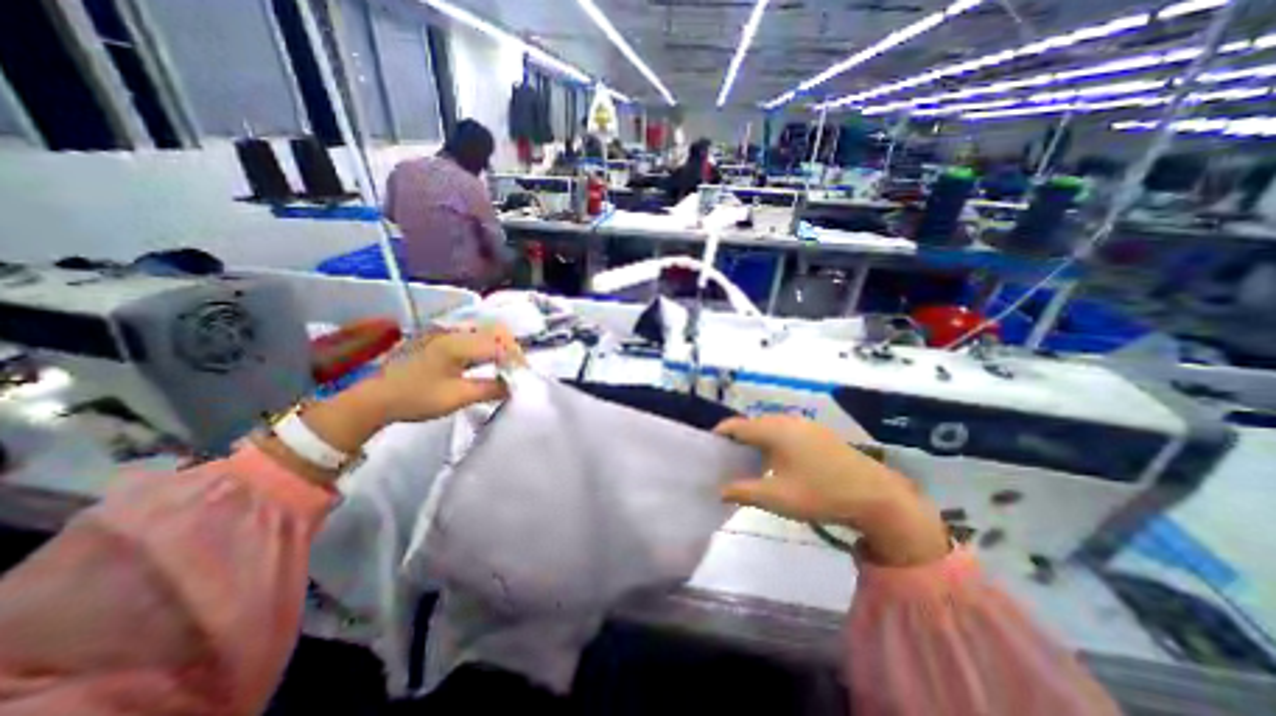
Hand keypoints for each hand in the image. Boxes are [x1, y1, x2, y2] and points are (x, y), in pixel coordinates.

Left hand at [255, 326, 521, 488]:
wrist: (375, 398)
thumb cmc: (415, 398)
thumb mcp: (456, 397)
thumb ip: (490, 389)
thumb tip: (514, 386)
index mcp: (456, 343)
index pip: (498, 345)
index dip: (516, 359)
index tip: (524, 376)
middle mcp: (453, 331)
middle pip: (495, 329)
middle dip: (511, 348)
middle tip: (516, 369)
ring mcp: (445, 331)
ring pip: (485, 329)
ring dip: (500, 345)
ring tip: (505, 365)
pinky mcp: (440, 337)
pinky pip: (473, 334)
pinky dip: (486, 345)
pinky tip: (486, 361)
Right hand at [715, 415, 944, 565]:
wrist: (876, 496)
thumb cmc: (820, 494)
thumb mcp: (777, 497)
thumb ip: (743, 491)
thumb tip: (719, 490)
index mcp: (774, 430)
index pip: (736, 426)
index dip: (719, 435)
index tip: (708, 450)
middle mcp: (787, 421)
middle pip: (751, 425)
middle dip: (736, 440)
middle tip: (725, 460)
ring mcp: (805, 425)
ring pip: (769, 428)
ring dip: (754, 442)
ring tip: (746, 463)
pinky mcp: (817, 433)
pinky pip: (784, 432)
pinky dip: (772, 442)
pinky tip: (774, 462)